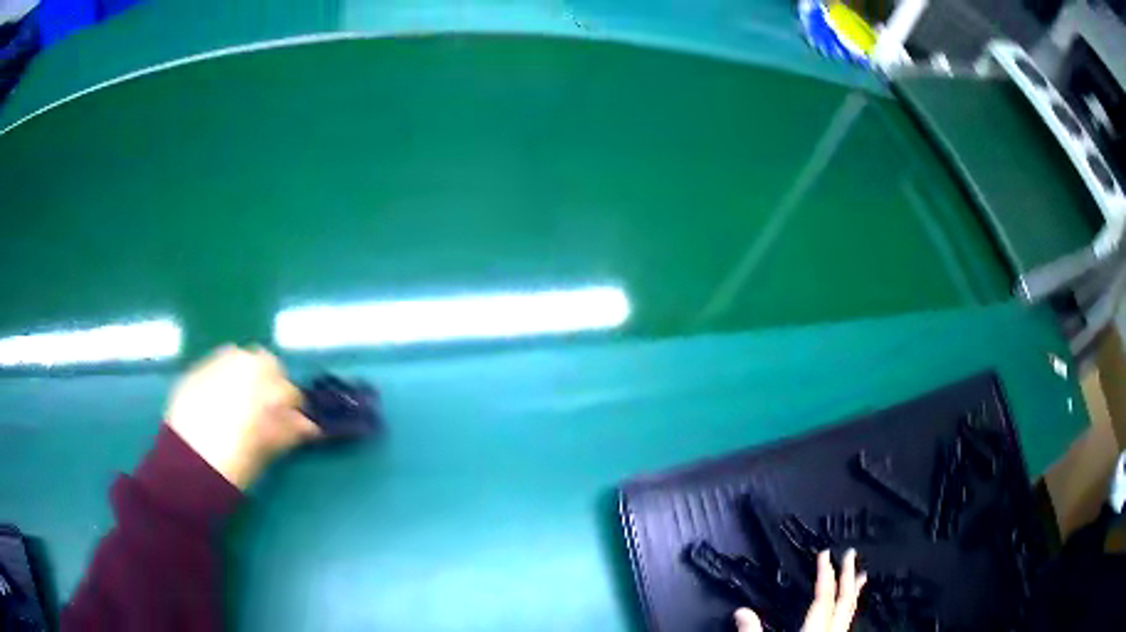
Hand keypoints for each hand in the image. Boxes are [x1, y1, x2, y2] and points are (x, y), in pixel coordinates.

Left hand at [166, 345, 320, 488]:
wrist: (186, 468)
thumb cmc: (231, 465)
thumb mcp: (263, 450)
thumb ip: (287, 432)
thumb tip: (308, 425)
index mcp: (262, 387)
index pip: (289, 390)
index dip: (295, 409)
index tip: (296, 424)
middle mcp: (238, 366)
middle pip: (265, 362)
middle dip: (271, 382)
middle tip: (271, 410)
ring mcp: (213, 366)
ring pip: (239, 358)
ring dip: (247, 375)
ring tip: (244, 402)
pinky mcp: (194, 374)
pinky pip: (217, 366)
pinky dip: (225, 377)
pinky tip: (222, 400)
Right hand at [734, 549, 866, 631]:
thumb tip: (741, 611)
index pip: (822, 599)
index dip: (825, 575)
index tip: (825, 555)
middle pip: (843, 603)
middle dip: (848, 577)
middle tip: (850, 554)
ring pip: (850, 613)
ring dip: (853, 593)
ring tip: (860, 576)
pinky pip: (845, 624)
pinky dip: (848, 611)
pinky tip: (845, 611)